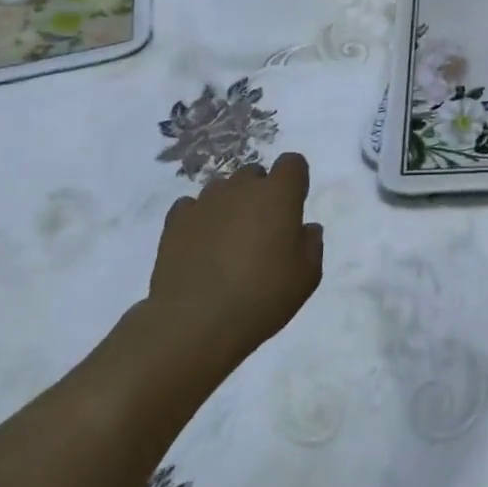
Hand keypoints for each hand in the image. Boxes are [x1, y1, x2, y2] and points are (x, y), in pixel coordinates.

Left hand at [131, 153, 322, 384]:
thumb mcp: (307, 276)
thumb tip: (305, 229)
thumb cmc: (262, 297)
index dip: (295, 181)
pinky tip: (201, 247)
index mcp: (278, 194)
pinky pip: (192, 207)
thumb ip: (312, 244)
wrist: (194, 323)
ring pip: (222, 189)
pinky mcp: (175, 221)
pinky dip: (200, 220)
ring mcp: (205, 201)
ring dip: (230, 205)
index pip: (292, 163)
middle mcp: (241, 188)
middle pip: (254, 173)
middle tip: (261, 230)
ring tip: (228, 242)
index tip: (293, 207)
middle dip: (260, 193)